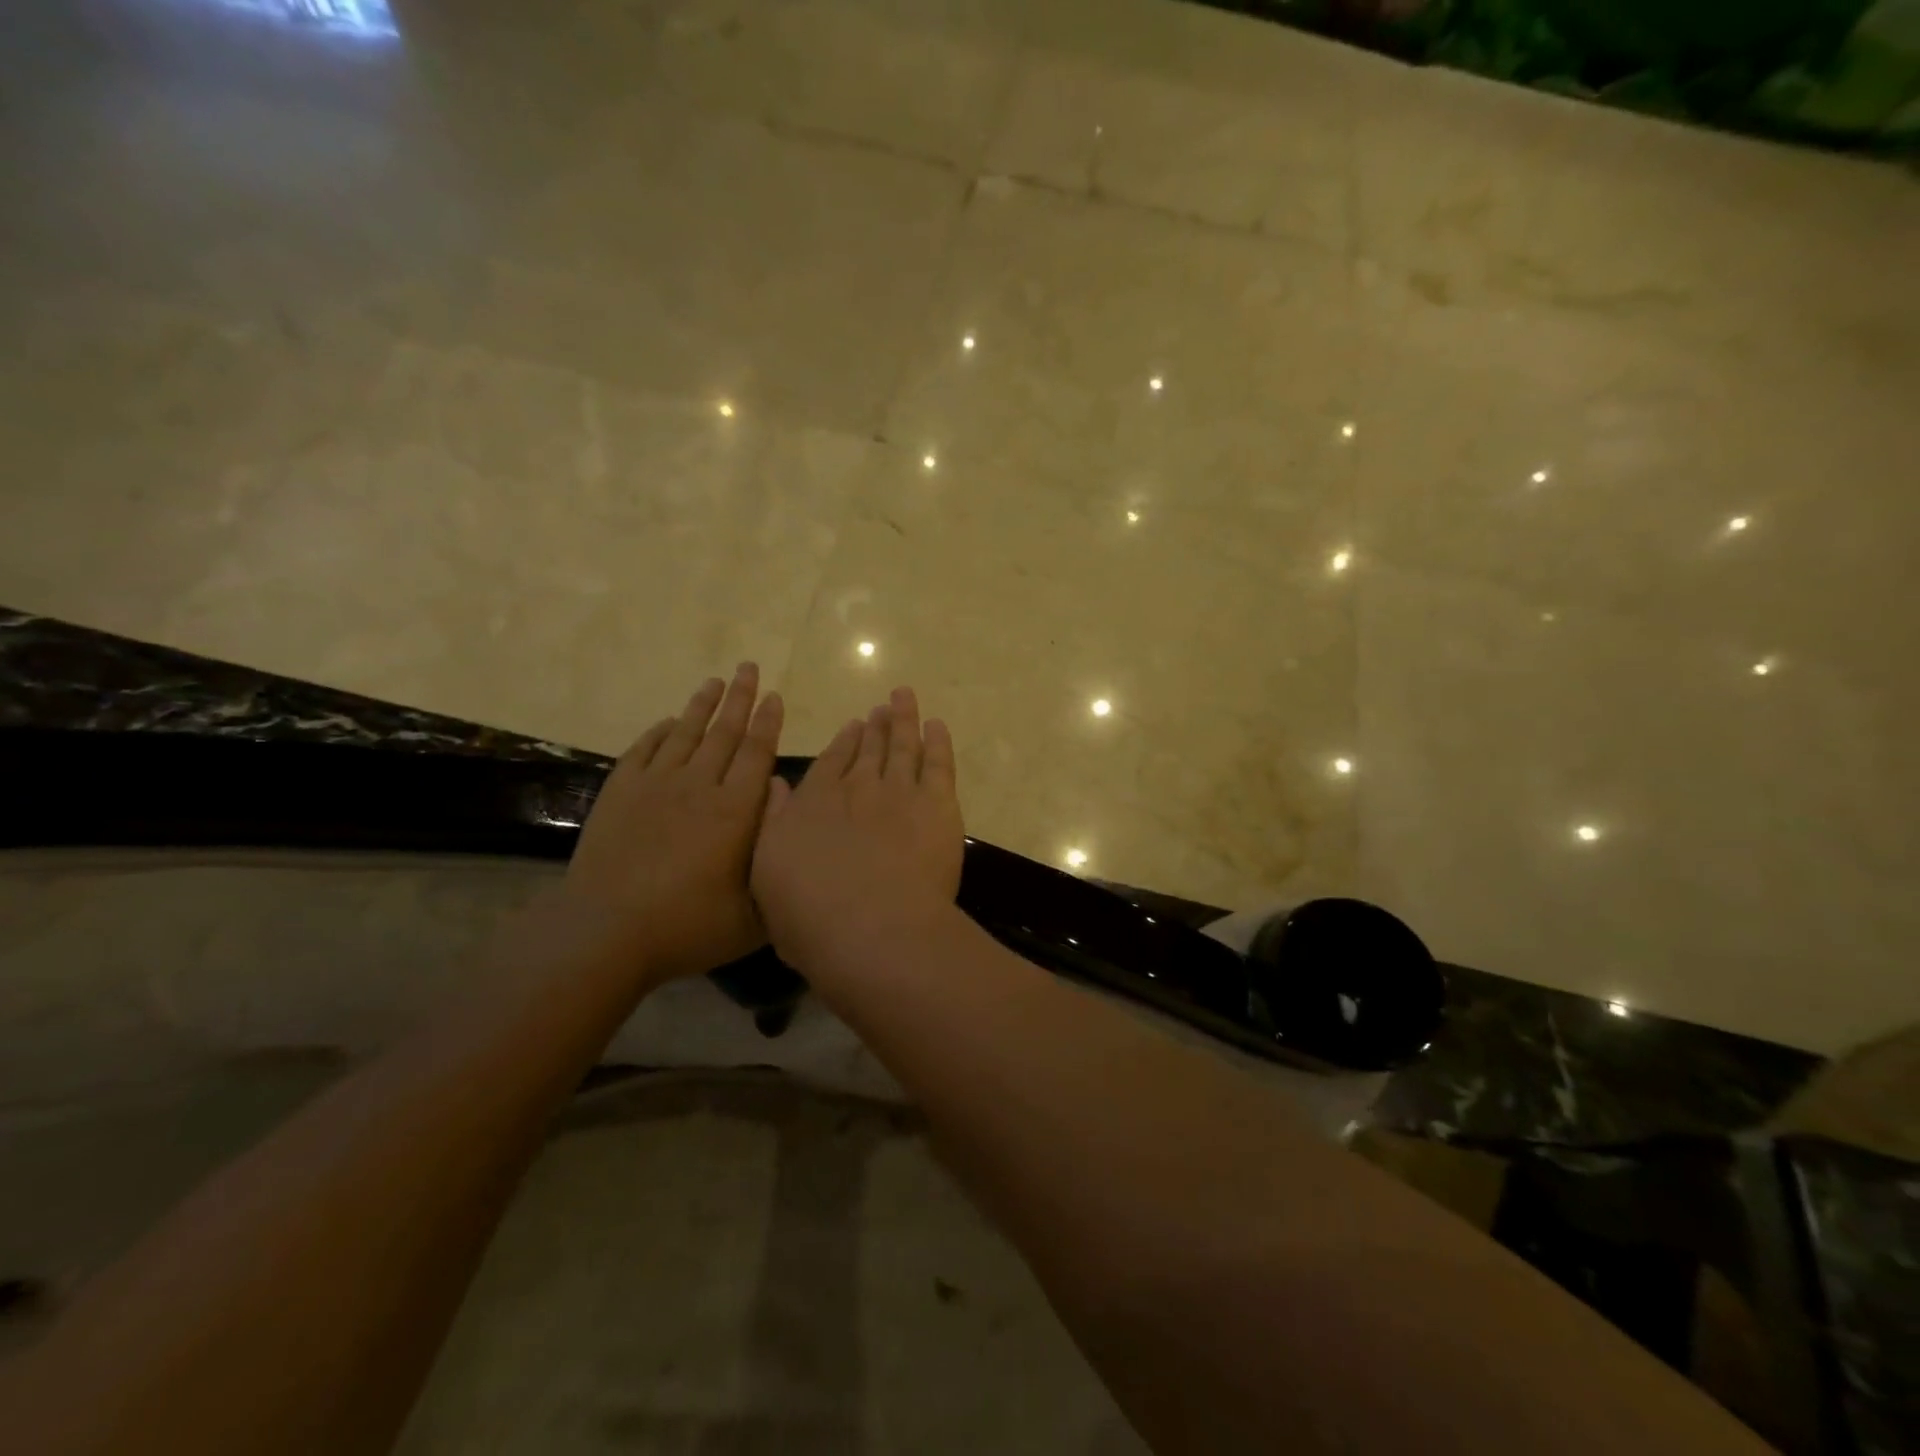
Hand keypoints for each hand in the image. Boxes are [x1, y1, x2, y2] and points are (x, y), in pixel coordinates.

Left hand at [560, 664, 783, 983]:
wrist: (607, 931)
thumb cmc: (689, 926)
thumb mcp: (754, 912)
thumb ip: (776, 857)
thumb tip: (785, 806)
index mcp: (736, 810)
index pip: (757, 753)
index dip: (768, 722)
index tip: (775, 697)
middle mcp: (700, 786)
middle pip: (725, 732)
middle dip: (741, 698)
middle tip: (749, 668)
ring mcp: (656, 785)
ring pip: (686, 733)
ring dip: (702, 705)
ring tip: (715, 681)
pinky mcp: (621, 793)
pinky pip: (644, 750)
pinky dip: (659, 732)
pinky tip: (667, 722)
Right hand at [751, 687, 964, 974]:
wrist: (872, 931)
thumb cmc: (811, 917)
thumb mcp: (768, 874)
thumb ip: (774, 824)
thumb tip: (777, 785)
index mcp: (814, 803)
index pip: (829, 763)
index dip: (842, 743)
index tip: (852, 727)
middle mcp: (856, 787)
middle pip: (868, 749)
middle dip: (874, 728)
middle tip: (881, 711)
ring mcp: (899, 791)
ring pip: (902, 746)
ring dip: (903, 720)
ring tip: (904, 699)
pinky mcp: (937, 804)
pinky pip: (938, 762)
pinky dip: (938, 741)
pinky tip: (936, 725)